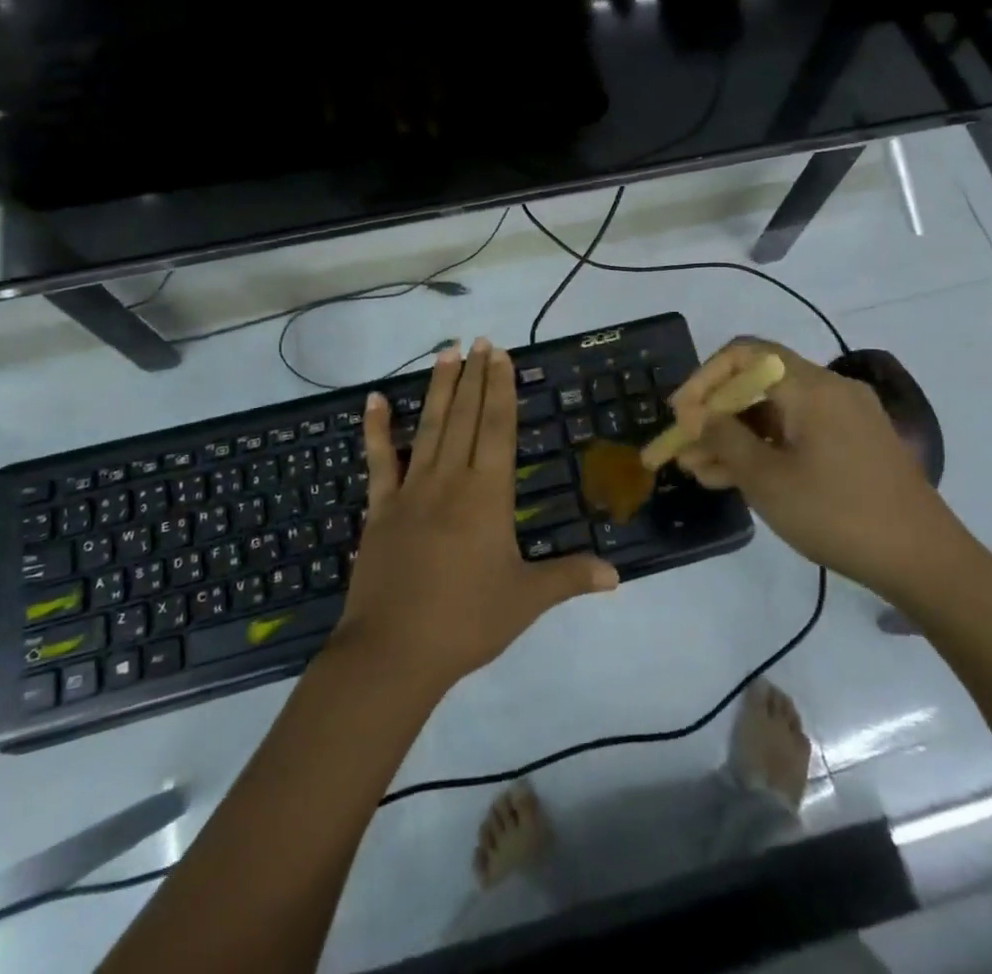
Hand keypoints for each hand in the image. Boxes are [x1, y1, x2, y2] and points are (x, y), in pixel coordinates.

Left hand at [337, 337, 619, 691]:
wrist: (393, 651)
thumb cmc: (467, 621)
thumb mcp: (526, 600)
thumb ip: (570, 578)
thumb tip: (617, 576)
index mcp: (487, 495)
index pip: (497, 427)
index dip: (500, 388)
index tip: (500, 354)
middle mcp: (450, 480)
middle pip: (466, 416)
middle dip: (474, 376)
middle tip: (479, 339)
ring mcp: (411, 490)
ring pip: (429, 427)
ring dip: (439, 388)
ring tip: (445, 352)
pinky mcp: (380, 508)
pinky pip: (379, 460)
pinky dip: (376, 429)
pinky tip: (374, 400)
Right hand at [669, 339, 966, 601]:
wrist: (925, 562)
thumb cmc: (838, 514)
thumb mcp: (767, 479)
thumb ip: (724, 438)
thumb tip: (695, 412)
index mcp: (811, 386)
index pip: (746, 354)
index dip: (705, 377)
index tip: (681, 413)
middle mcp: (830, 390)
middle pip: (758, 384)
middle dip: (715, 414)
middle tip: (682, 447)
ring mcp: (845, 418)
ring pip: (775, 413)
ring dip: (735, 436)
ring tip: (698, 469)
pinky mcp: (854, 445)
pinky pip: (797, 434)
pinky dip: (765, 449)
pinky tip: (734, 478)